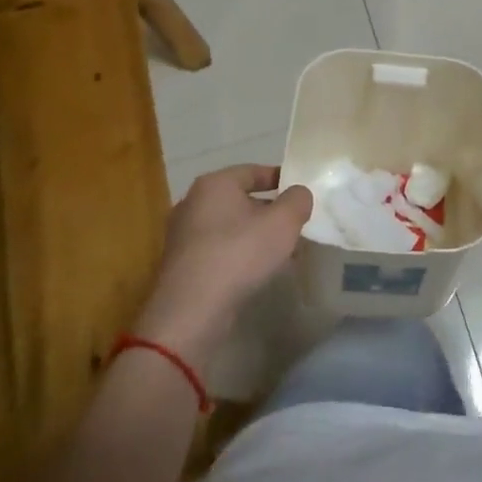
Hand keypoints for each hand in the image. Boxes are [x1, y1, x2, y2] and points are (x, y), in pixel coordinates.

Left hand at [132, 166, 312, 366]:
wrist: (192, 310)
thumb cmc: (240, 253)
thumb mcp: (283, 222)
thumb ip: (298, 200)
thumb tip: (298, 195)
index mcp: (215, 184)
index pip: (253, 171)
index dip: (280, 179)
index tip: (300, 193)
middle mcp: (193, 202)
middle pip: (241, 200)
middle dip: (270, 211)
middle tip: (295, 225)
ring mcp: (183, 235)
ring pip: (231, 227)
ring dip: (257, 235)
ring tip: (283, 252)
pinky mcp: (181, 264)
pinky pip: (219, 249)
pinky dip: (240, 254)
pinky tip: (258, 272)